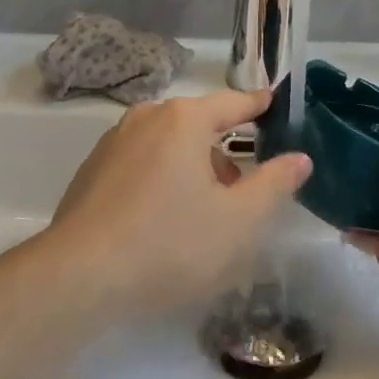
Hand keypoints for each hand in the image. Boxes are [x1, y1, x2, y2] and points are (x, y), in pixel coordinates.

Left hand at [46, 87, 312, 314]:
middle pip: (199, 125)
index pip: (233, 103)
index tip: (273, 102)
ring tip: (202, 215)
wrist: (78, 277)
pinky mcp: (92, 170)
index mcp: (185, 120)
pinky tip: (160, 222)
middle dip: (224, 153)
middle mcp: (148, 118)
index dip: (258, 105)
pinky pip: (141, 163)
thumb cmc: (169, 244)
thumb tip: (299, 158)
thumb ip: (274, 184)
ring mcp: (114, 142)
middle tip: (241, 193)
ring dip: (192, 168)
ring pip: (168, 145)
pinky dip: (161, 179)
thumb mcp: (238, 221)